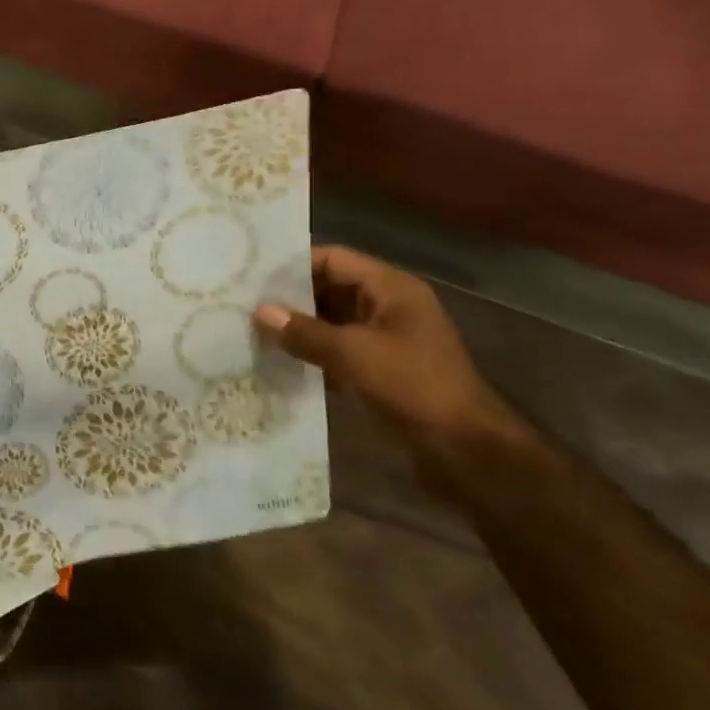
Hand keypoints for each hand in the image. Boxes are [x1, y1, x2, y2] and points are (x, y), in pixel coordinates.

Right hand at [253, 246, 528, 468]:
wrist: (465, 451)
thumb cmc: (412, 386)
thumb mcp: (353, 354)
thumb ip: (304, 332)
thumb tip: (259, 311)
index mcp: (391, 288)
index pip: (334, 259)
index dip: (294, 265)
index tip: (252, 276)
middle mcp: (388, 306)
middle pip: (330, 288)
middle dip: (291, 298)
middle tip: (244, 304)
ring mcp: (385, 339)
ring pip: (331, 322)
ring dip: (298, 328)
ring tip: (253, 331)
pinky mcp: (380, 370)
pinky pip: (338, 350)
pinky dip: (311, 353)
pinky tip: (277, 361)